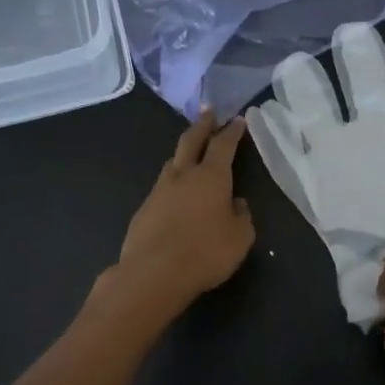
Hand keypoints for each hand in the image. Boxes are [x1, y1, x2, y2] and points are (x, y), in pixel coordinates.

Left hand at [113, 110, 254, 311]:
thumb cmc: (206, 252)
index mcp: (212, 177)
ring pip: (173, 163)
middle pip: (192, 141)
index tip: (237, 120)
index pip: (224, 145)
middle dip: (202, 125)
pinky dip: (172, 184)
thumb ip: (241, 217)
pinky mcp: (143, 210)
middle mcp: (184, 176)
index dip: (232, 132)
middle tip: (208, 111)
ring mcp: (159, 191)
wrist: (154, 274)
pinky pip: (162, 188)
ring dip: (184, 153)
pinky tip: (176, 195)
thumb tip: (236, 205)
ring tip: (191, 151)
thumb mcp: (240, 238)